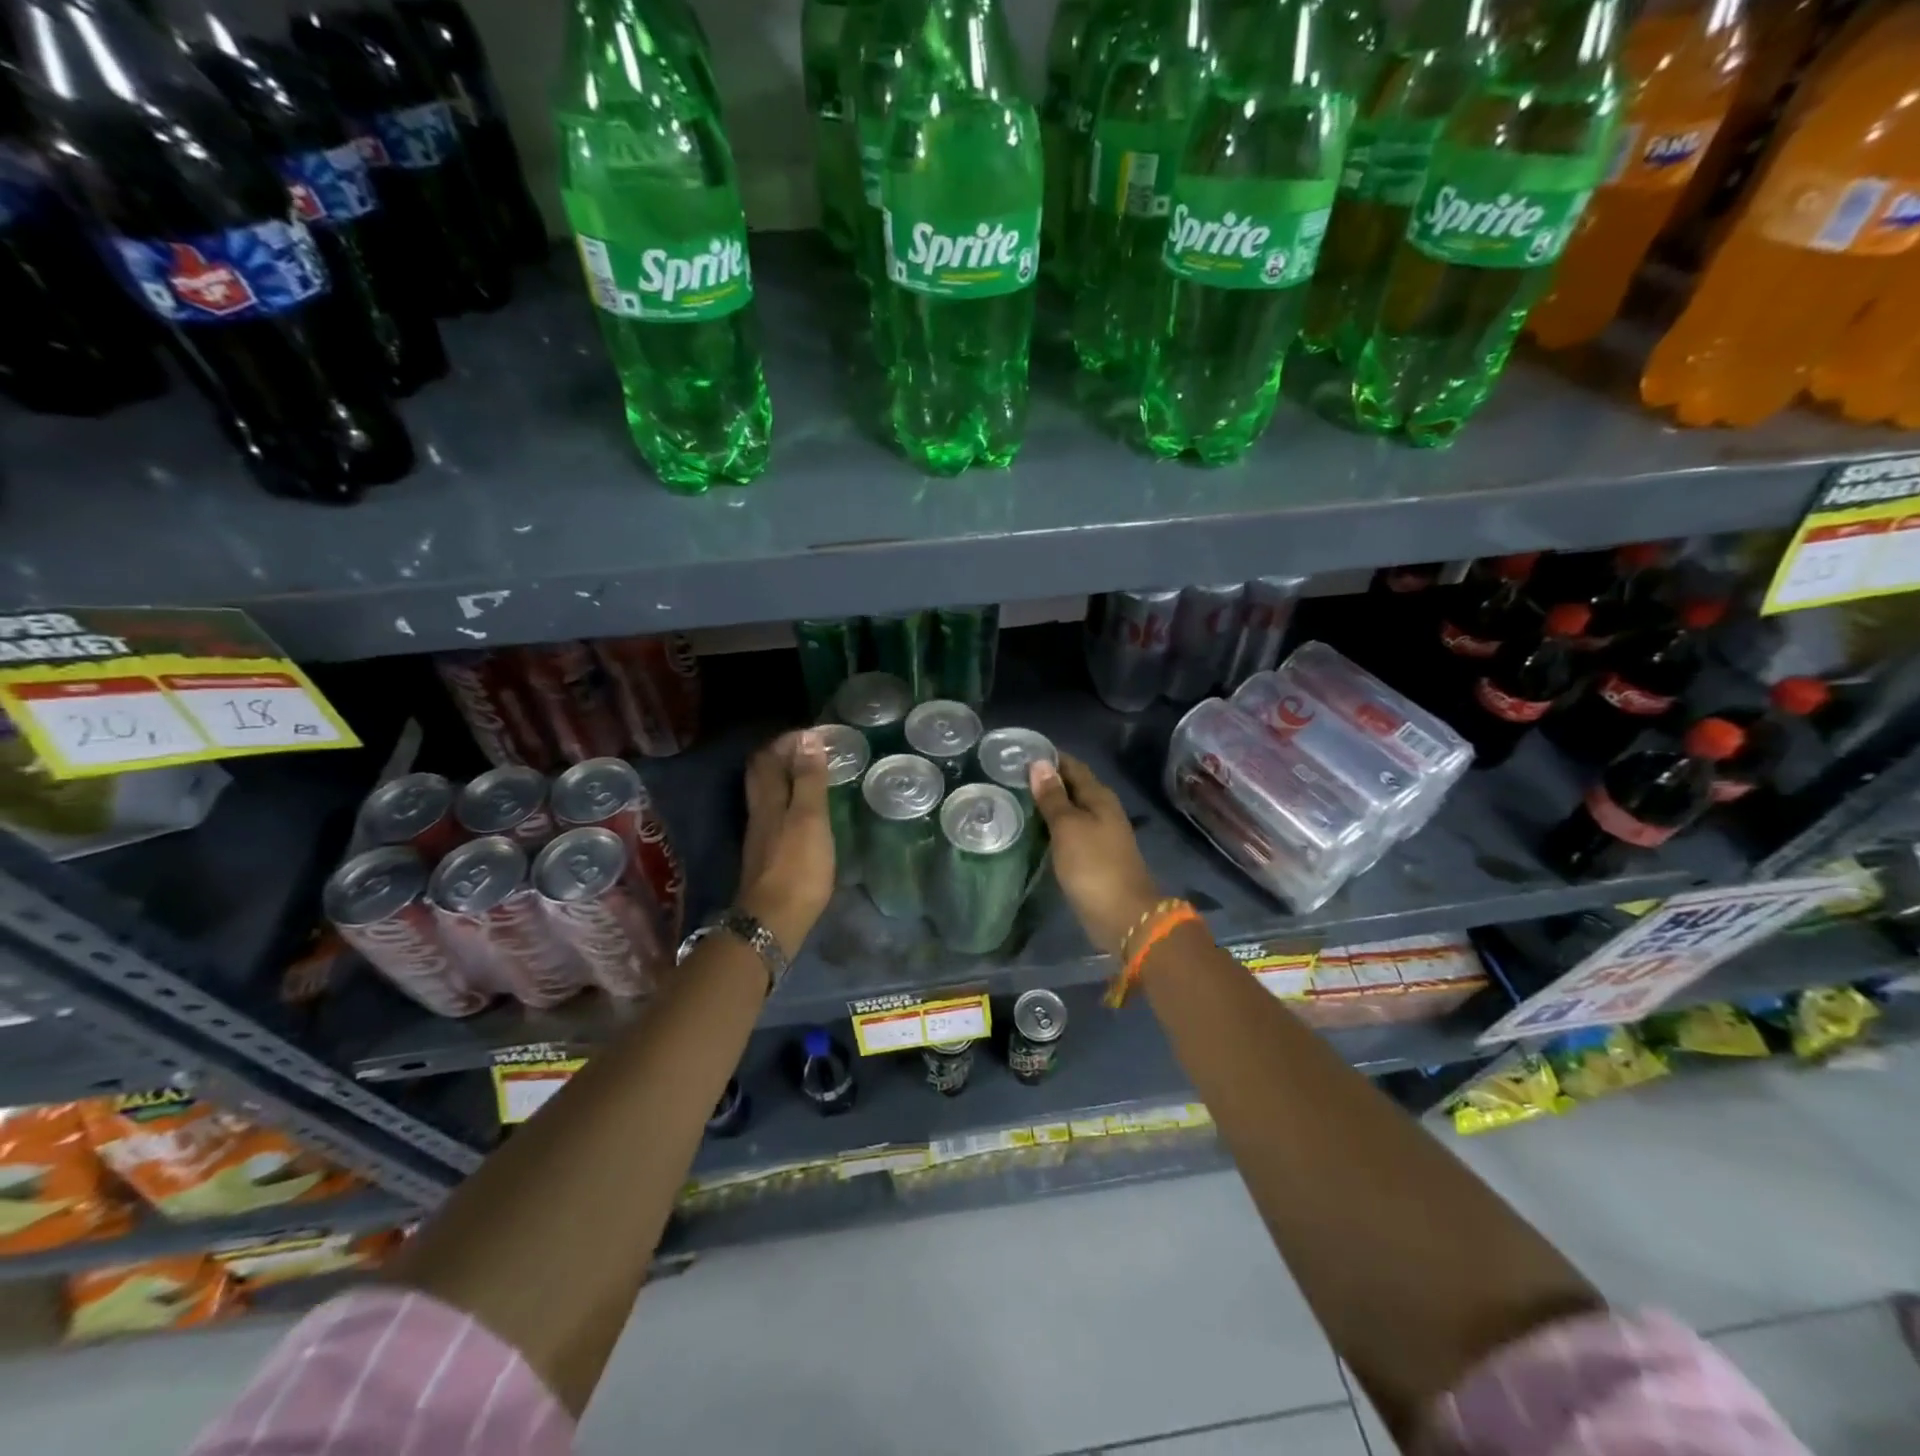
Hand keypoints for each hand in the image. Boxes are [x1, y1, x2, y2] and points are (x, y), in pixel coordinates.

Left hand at [736, 730, 834, 953]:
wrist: (773, 921)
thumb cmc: (797, 867)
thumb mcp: (810, 819)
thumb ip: (810, 780)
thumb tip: (808, 738)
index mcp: (768, 800)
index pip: (768, 758)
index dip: (787, 741)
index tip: (814, 734)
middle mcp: (759, 813)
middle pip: (761, 775)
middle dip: (781, 756)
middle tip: (809, 748)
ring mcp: (761, 835)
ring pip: (766, 795)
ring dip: (784, 778)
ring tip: (811, 773)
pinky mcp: (767, 855)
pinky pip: (774, 814)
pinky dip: (788, 801)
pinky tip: (805, 810)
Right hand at [1028, 753, 1160, 957]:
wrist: (1124, 917)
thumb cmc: (1094, 866)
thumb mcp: (1068, 827)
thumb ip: (1053, 797)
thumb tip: (1039, 763)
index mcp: (1099, 797)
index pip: (1072, 766)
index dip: (1048, 757)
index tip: (1018, 753)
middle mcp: (1102, 811)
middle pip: (1072, 787)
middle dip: (1045, 780)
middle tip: (1009, 778)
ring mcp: (1099, 835)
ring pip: (1070, 811)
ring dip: (1047, 806)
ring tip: (1014, 801)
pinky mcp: (1093, 858)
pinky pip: (1069, 833)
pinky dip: (1051, 828)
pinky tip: (1032, 832)